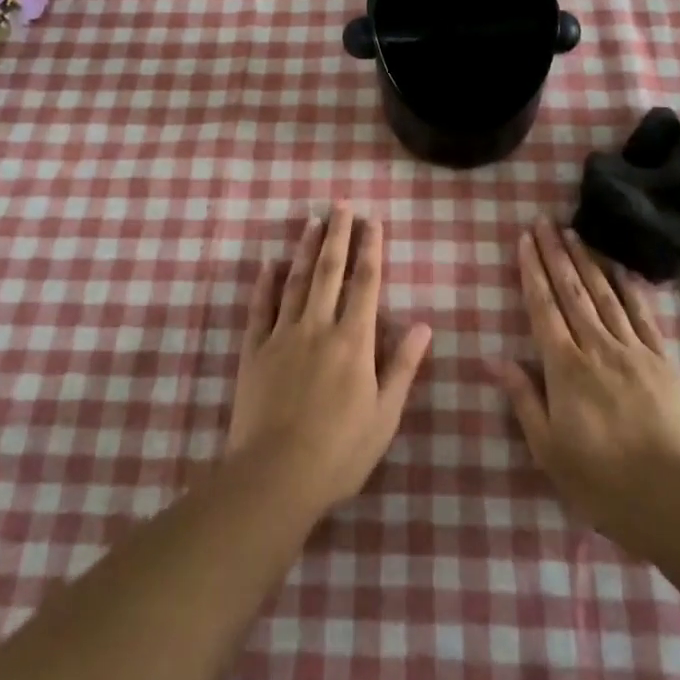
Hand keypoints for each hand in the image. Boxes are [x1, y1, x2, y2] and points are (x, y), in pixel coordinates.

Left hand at [228, 206, 433, 518]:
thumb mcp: (385, 415)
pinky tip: (268, 263)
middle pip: (330, 271)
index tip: (373, 221)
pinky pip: (260, 308)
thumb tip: (425, 325)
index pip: (366, 284)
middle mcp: (319, 327)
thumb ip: (403, 367)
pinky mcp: (254, 351)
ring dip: (306, 249)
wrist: (275, 476)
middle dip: (338, 235)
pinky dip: (264, 284)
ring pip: (296, 281)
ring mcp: (283, 336)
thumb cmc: (340, 452)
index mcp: (354, 341)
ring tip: (312, 221)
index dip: (371, 249)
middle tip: (341, 204)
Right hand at [495, 218, 679, 553]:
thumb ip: (523, 399)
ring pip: (604, 295)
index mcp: (565, 368)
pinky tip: (621, 269)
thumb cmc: (603, 482)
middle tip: (544, 222)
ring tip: (573, 233)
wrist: (677, 500)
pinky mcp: (664, 361)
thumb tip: (494, 359)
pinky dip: (630, 289)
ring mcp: (634, 350)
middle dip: (555, 254)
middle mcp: (597, 347)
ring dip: (586, 261)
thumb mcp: (549, 450)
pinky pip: (644, 316)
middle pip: (572, 291)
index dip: (532, 271)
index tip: (524, 241)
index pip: (543, 308)